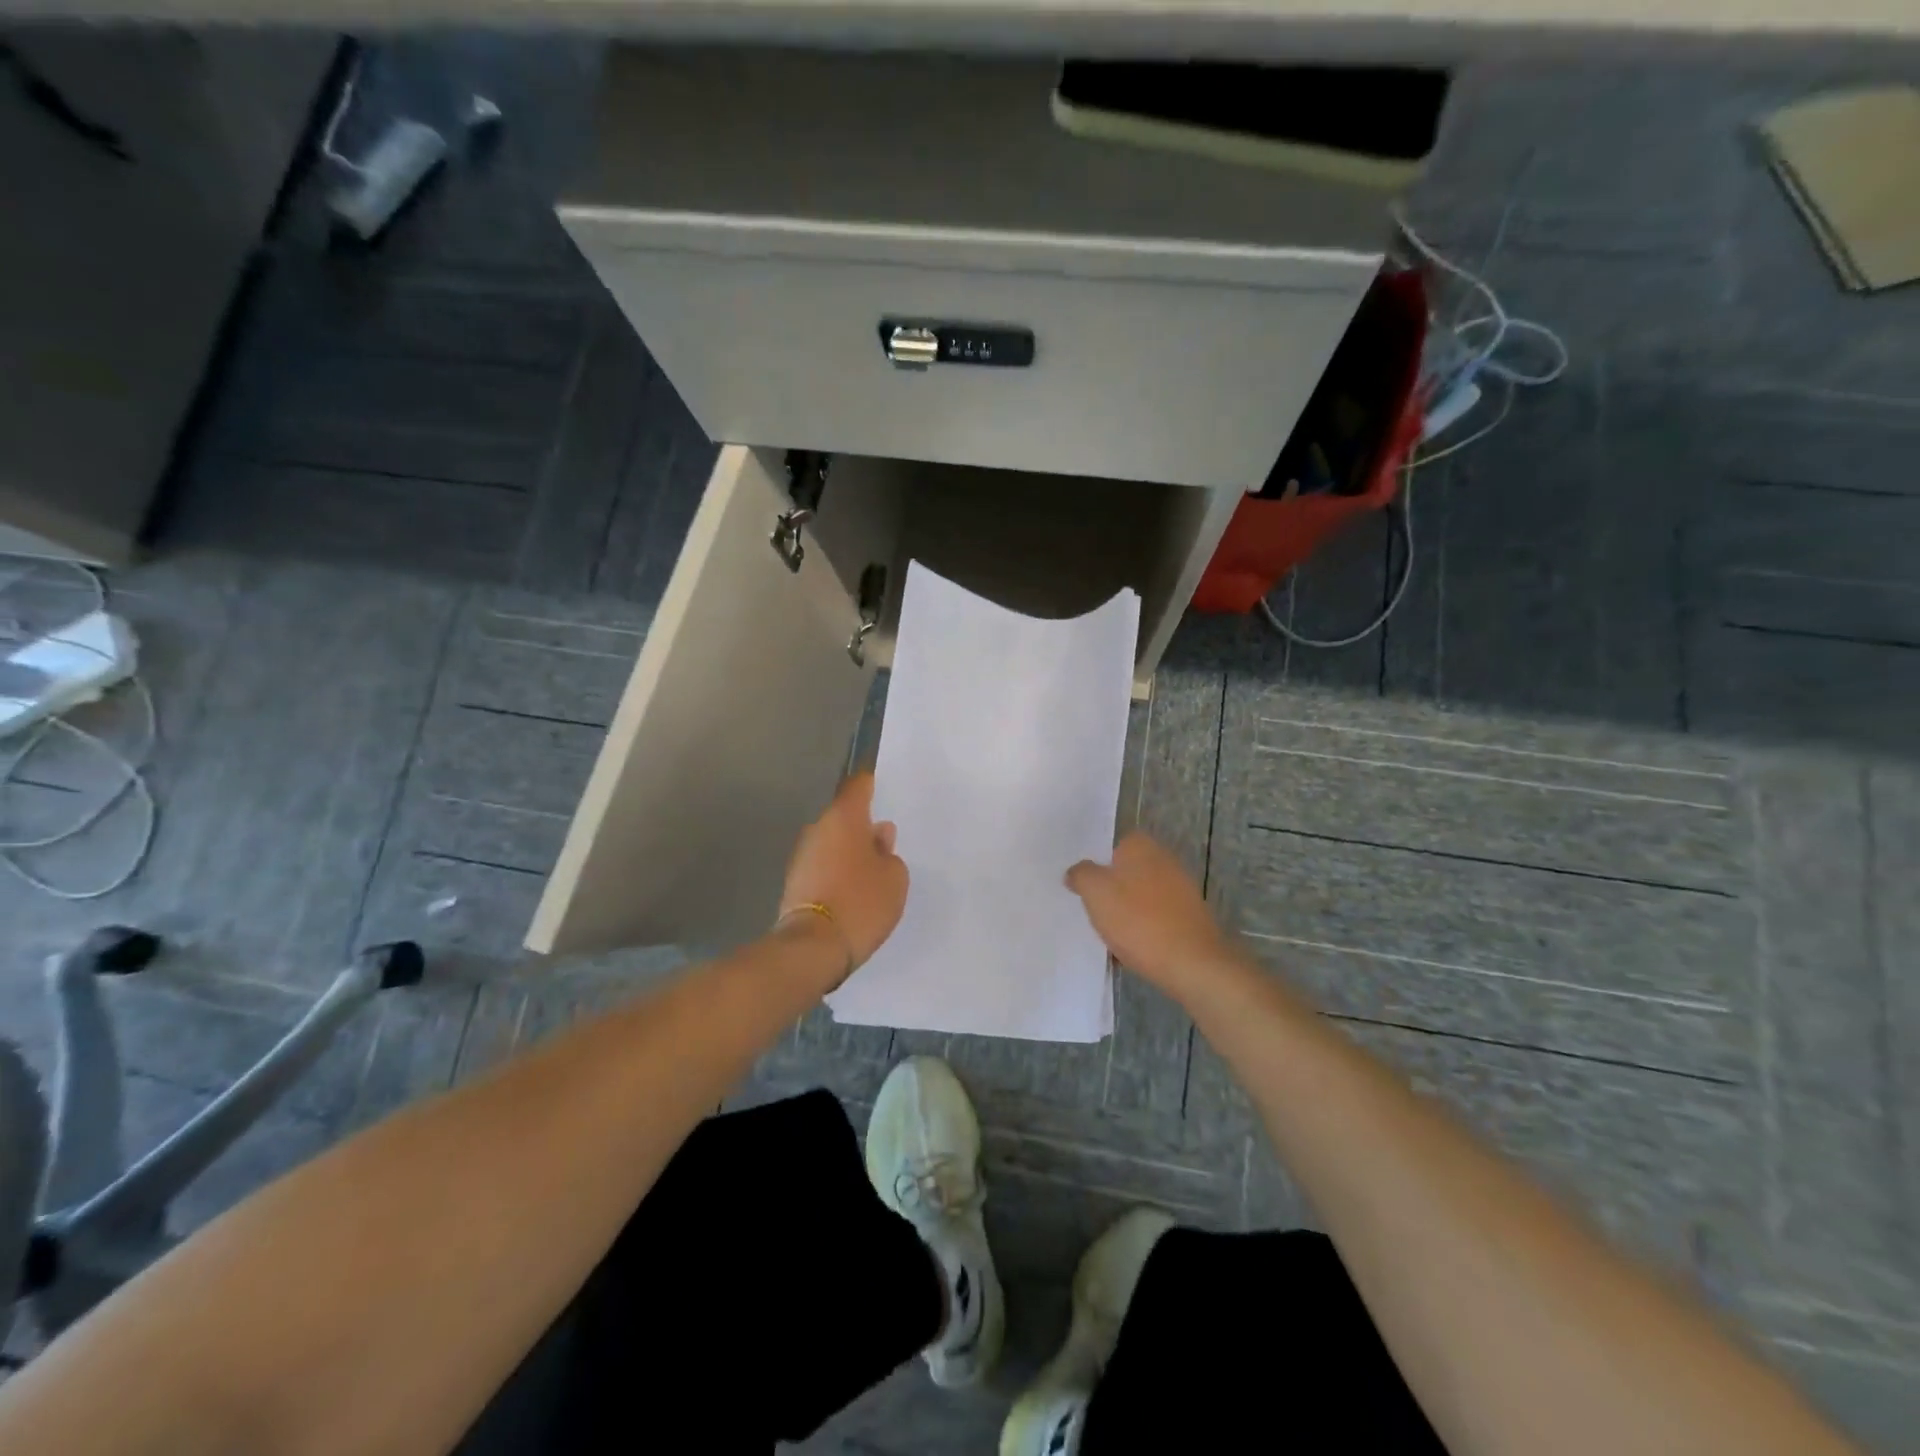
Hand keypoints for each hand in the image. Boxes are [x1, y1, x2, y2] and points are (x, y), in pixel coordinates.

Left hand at [779, 772, 909, 977]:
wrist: (813, 947)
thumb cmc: (861, 902)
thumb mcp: (894, 878)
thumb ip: (889, 853)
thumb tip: (878, 838)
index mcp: (843, 818)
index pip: (857, 787)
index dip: (871, 786)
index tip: (882, 791)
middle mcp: (818, 829)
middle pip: (843, 818)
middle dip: (862, 827)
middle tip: (885, 844)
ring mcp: (802, 856)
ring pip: (832, 843)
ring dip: (848, 852)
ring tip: (871, 873)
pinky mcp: (795, 883)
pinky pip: (822, 867)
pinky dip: (836, 873)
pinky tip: (852, 892)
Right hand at [1066, 832, 1239, 1000]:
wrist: (1191, 963)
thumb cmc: (1137, 919)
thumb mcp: (1094, 892)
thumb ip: (1081, 875)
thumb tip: (1077, 871)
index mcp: (1141, 846)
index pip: (1113, 846)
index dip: (1097, 866)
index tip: (1084, 887)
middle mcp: (1165, 860)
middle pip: (1127, 872)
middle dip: (1111, 891)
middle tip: (1093, 912)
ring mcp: (1181, 889)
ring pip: (1141, 897)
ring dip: (1126, 913)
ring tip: (1110, 936)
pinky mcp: (1190, 917)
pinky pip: (1157, 918)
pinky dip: (1144, 930)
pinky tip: (1133, 951)